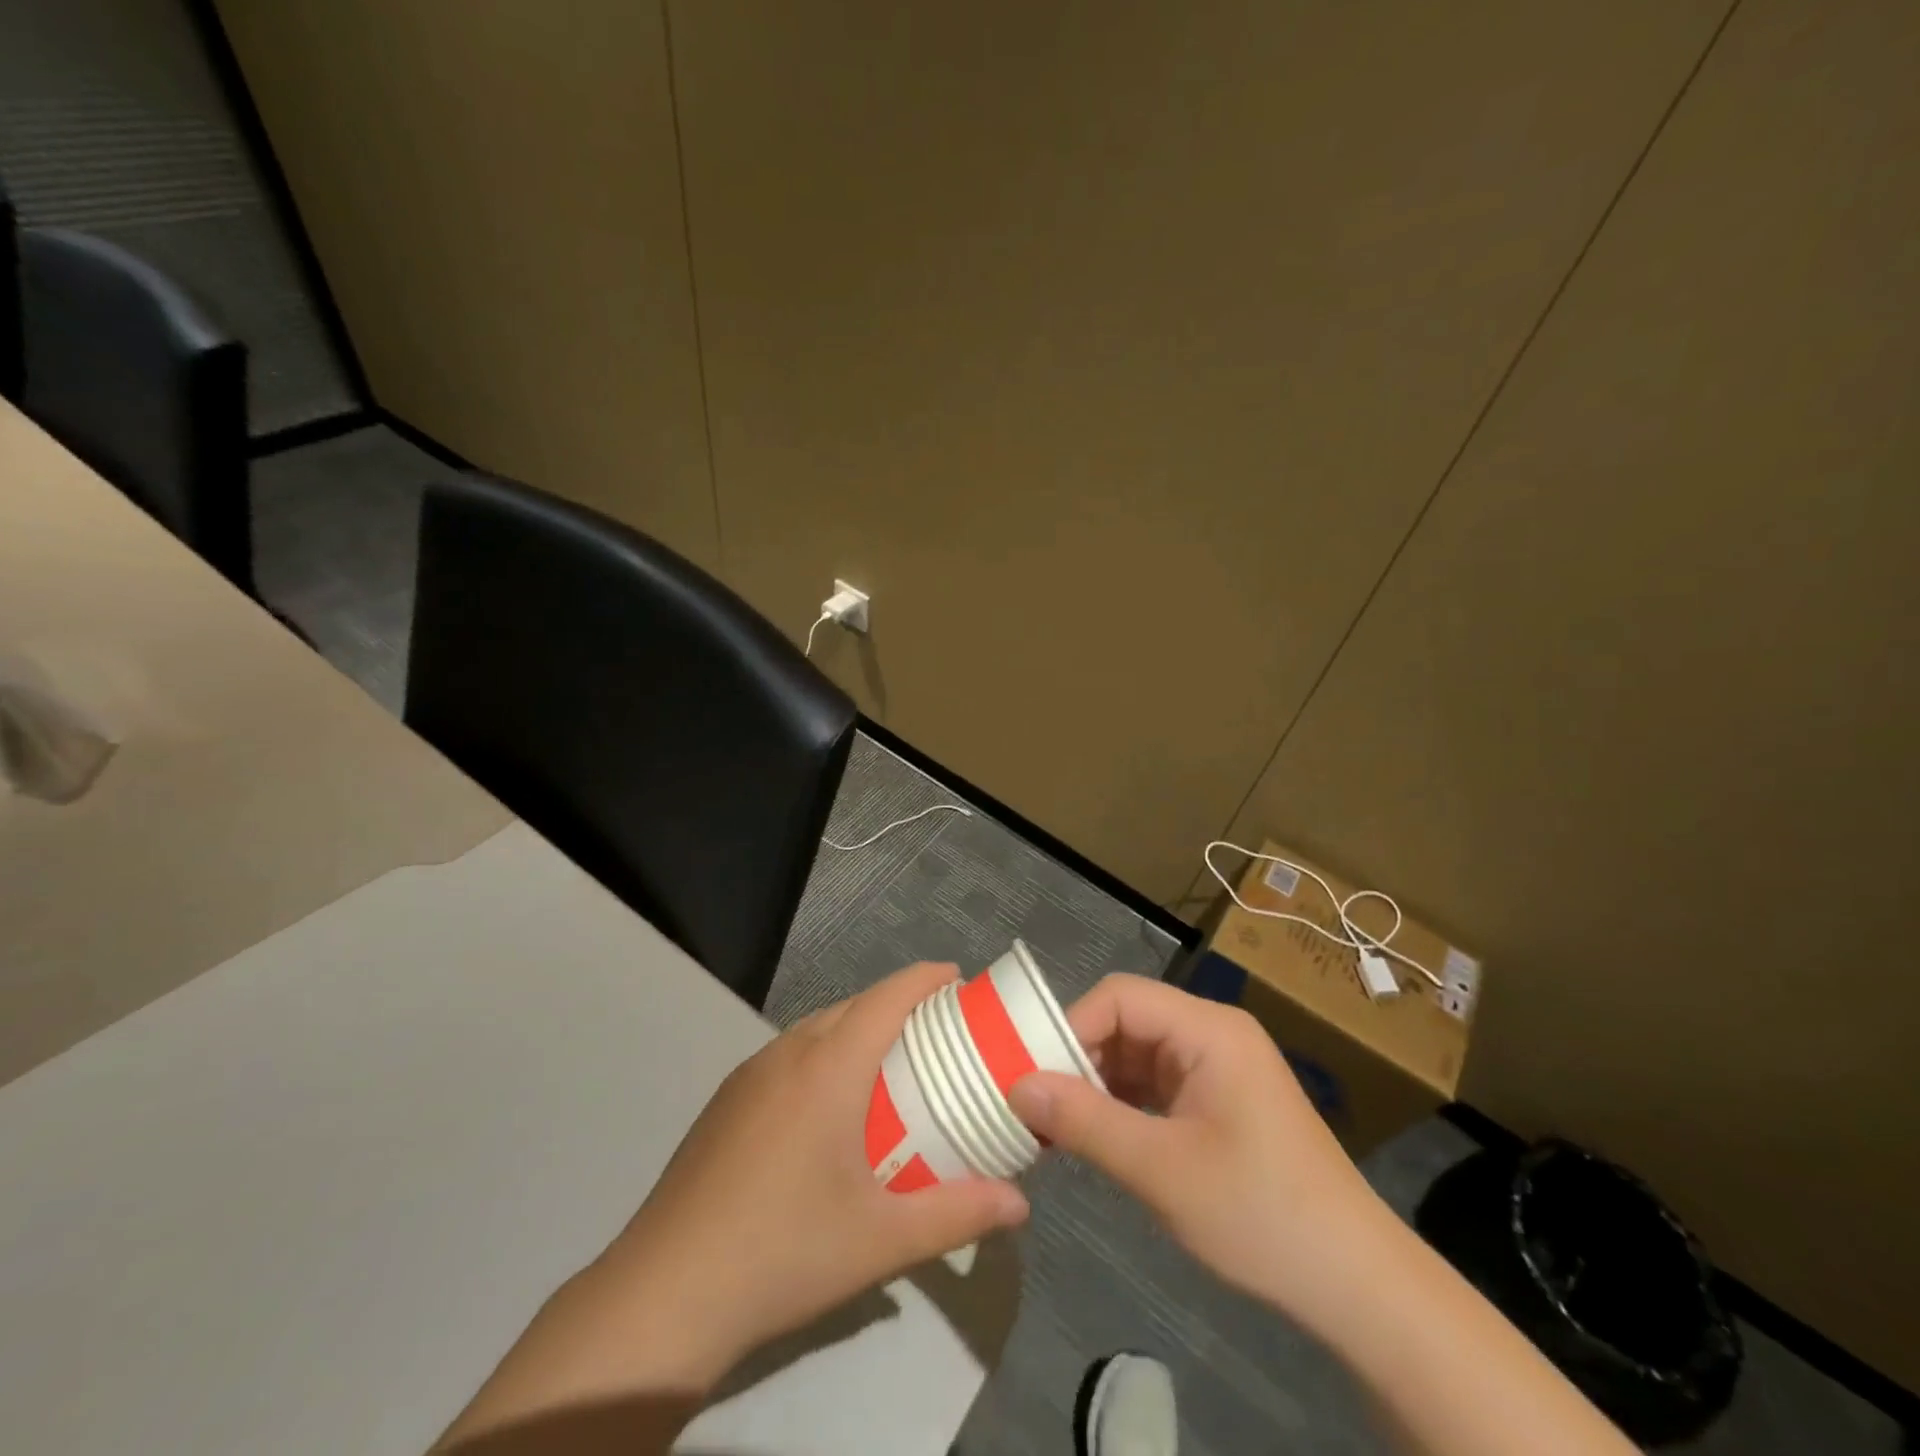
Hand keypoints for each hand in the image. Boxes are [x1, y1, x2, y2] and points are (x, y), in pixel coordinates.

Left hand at [602, 962, 1030, 1381]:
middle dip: (899, 1005)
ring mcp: (750, 1073)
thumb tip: (1020, 1204)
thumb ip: (958, 1214)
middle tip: (939, 1036)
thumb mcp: (882, 1239)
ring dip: (858, 1029)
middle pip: (854, 1005)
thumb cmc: (784, 1251)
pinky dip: (824, 1055)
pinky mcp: (726, 1100)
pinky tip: (829, 1109)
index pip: (888, 996)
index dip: (927, 978)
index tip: (960, 981)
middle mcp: (788, 1052)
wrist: (665, 1293)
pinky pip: (789, 1054)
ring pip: (817, 1027)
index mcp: (829, 1066)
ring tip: (890, 1068)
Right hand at [1009, 974, 1387, 1326]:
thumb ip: (1085, 1122)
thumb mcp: (1161, 1169)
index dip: (1069, 1027)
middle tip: (1034, 1104)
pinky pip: (1154, 1083)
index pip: (1119, 997)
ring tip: (1054, 1124)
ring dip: (1095, 1084)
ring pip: (1136, 1054)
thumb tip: (1017, 1087)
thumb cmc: (1260, 1214)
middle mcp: (1212, 1033)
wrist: (1356, 1284)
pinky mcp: (1217, 1100)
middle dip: (1077, 1058)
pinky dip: (1121, 1104)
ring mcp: (1216, 1067)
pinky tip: (1095, 1135)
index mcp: (1208, 1029)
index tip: (1032, 1077)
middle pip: (1126, 1021)